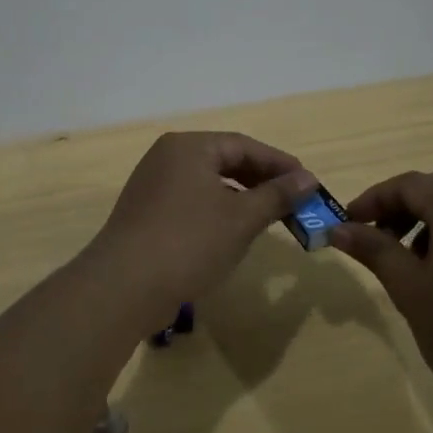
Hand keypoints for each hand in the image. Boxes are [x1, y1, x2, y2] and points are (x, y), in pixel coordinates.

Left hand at [88, 132, 316, 313]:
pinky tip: (233, 232)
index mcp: (188, 147)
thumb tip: (308, 178)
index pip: (243, 145)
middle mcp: (167, 157)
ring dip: (241, 197)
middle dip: (261, 180)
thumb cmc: (189, 242)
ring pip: (208, 183)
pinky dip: (217, 210)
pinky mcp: (146, 212)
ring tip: (269, 217)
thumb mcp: (241, 218)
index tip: (309, 182)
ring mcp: (152, 185)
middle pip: (224, 160)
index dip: (279, 163)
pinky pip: (191, 201)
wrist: (124, 286)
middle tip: (294, 201)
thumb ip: (277, 195)